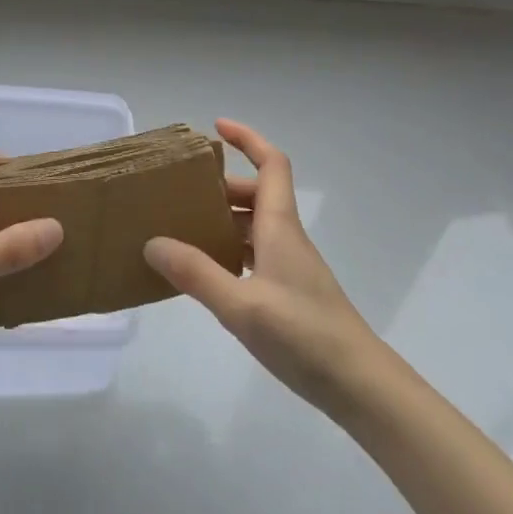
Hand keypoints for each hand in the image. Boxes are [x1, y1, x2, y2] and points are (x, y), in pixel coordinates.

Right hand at [145, 119, 383, 417]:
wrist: (359, 385)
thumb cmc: (304, 336)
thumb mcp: (241, 306)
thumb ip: (196, 274)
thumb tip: (153, 242)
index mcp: (280, 227)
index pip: (271, 164)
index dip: (247, 139)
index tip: (216, 128)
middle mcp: (286, 237)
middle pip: (257, 194)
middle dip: (222, 186)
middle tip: (181, 193)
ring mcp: (291, 266)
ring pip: (255, 225)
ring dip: (224, 219)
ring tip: (184, 229)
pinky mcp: (290, 292)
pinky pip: (255, 254)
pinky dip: (230, 250)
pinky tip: (208, 272)